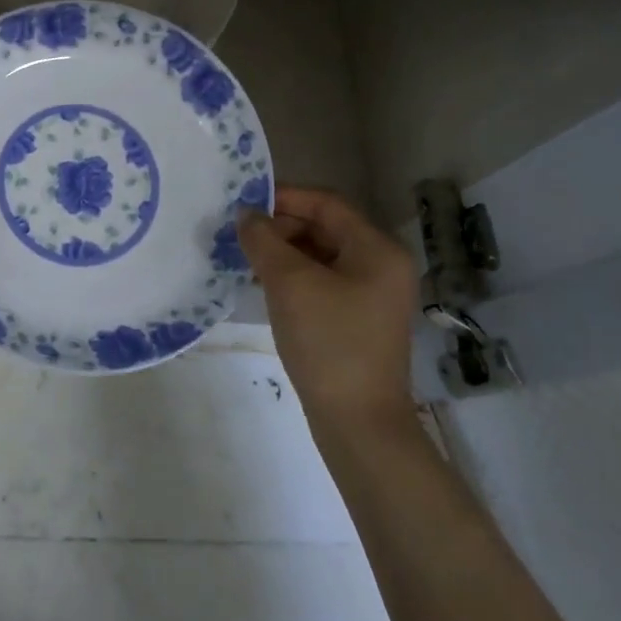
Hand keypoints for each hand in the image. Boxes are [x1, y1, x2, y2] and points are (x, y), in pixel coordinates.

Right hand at [238, 186, 418, 426]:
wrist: (358, 423)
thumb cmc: (328, 342)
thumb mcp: (289, 283)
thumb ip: (263, 240)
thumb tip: (246, 214)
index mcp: (377, 249)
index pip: (326, 203)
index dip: (284, 197)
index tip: (244, 203)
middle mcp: (381, 266)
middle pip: (324, 228)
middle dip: (280, 227)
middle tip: (239, 235)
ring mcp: (371, 295)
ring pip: (319, 256)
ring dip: (282, 253)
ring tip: (243, 259)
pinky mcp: (357, 320)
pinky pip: (321, 282)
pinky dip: (292, 277)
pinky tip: (262, 286)